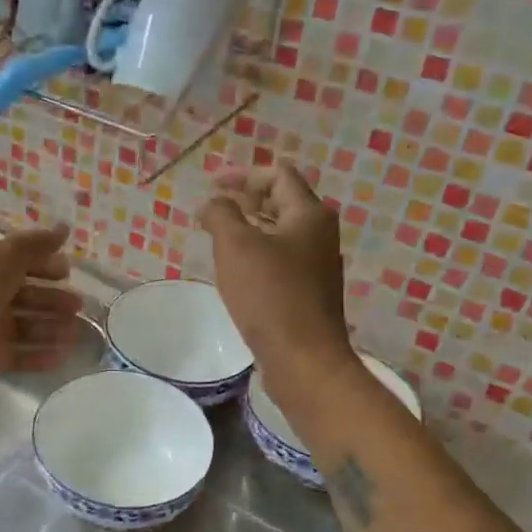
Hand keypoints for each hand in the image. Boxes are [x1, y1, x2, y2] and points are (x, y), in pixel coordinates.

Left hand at [0, 223, 83, 386]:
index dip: (43, 264)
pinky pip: (18, 356)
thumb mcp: (2, 255)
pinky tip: (62, 357)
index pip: (17, 260)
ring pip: (26, 326)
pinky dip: (39, 356)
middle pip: (25, 295)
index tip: (67, 272)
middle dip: (53, 299)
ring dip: (52, 328)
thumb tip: (65, 228)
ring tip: (78, 333)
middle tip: (78, 305)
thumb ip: (36, 244)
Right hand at [199, 163, 354, 386]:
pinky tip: (236, 268)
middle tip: (213, 208)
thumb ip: (221, 214)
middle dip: (246, 198)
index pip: (278, 174)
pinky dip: (258, 251)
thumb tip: (212, 202)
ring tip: (218, 235)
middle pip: (282, 200)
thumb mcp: (236, 247)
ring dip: (250, 226)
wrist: (303, 358)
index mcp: (309, 214)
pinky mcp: (310, 289)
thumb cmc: (270, 295)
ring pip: (281, 230)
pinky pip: (281, 257)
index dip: (242, 173)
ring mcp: (318, 263)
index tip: (211, 185)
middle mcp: (320, 233)